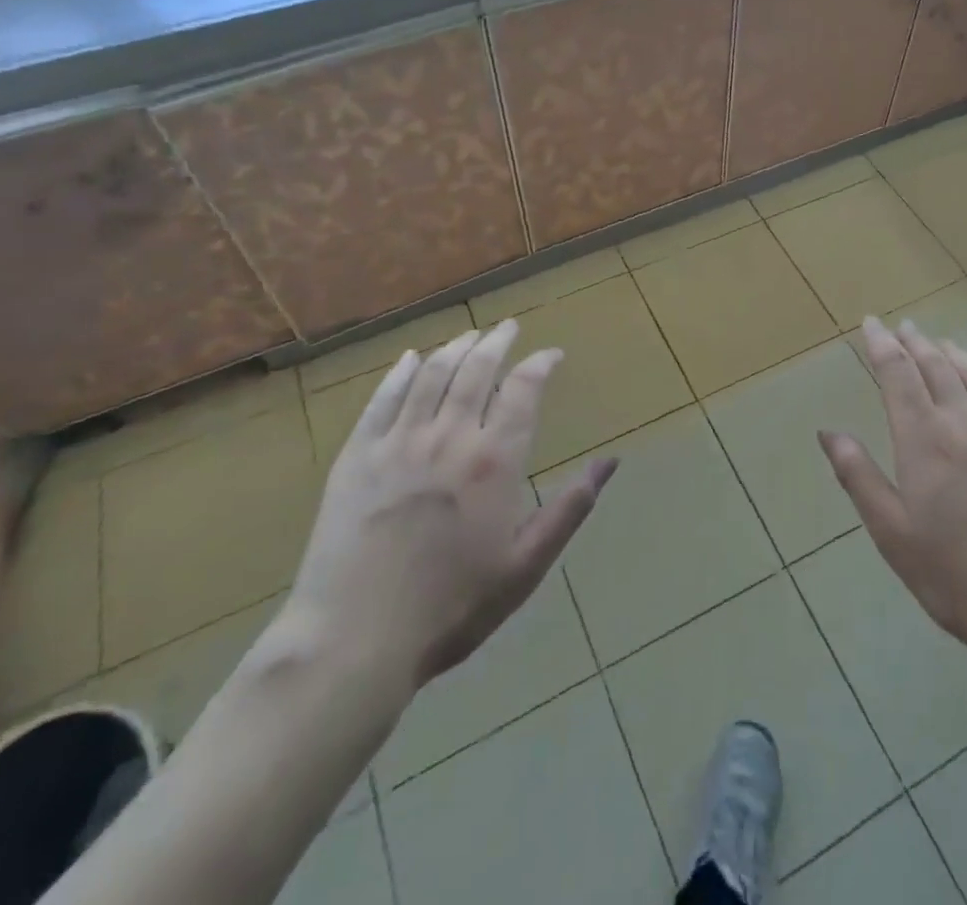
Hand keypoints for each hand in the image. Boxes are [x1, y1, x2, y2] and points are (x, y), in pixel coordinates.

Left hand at [281, 322, 615, 714]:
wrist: (355, 639)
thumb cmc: (452, 607)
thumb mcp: (526, 566)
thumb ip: (570, 508)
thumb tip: (611, 462)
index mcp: (494, 460)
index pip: (523, 389)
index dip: (540, 364)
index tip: (551, 354)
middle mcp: (449, 436)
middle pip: (476, 369)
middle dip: (497, 342)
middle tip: (508, 327)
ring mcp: (398, 442)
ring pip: (432, 375)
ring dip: (455, 348)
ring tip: (469, 335)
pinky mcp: (357, 456)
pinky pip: (382, 400)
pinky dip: (400, 373)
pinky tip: (411, 359)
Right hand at [819, 316, 966, 664]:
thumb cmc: (956, 576)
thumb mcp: (892, 533)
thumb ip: (859, 477)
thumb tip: (828, 432)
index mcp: (925, 440)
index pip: (898, 375)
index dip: (882, 345)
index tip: (872, 323)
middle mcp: (965, 423)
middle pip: (937, 366)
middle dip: (915, 342)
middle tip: (904, 325)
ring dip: (951, 353)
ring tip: (940, 342)